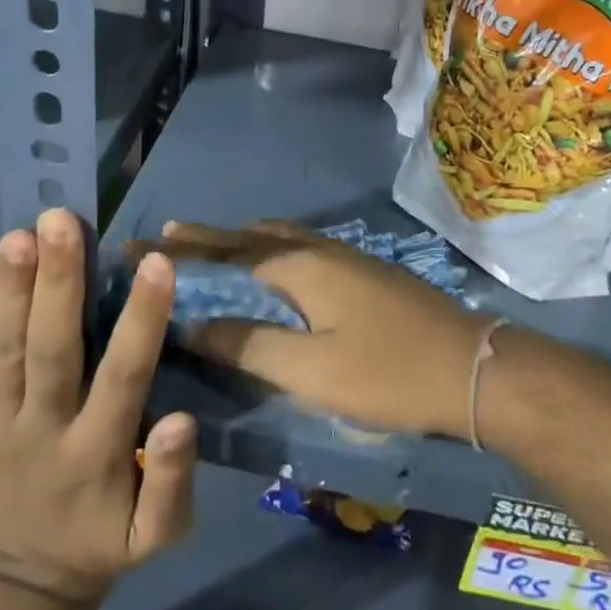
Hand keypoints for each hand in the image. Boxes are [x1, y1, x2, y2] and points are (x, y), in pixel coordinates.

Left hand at [0, 208, 197, 602]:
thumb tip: (180, 420)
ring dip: (14, 289)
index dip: (140, 321)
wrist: (28, 579)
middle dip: (57, 283)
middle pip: (49, 352)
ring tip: (20, 234)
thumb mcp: (159, 536)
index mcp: (94, 457)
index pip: (122, 378)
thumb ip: (172, 482)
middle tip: (60, 221)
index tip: (157, 262)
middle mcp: (41, 433)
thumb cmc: (107, 541)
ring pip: (5, 350)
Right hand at [140, 221, 491, 439]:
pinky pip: (298, 247)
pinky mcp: (361, 272)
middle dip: (203, 238)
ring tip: (207, 243)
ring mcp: (343, 257)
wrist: (473, 367)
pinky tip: (272, 262)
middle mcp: (316, 249)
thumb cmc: (387, 372)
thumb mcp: (310, 370)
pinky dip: (269, 248)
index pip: (223, 252)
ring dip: (238, 240)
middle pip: (247, 237)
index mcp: (297, 266)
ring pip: (276, 238)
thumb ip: (249, 344)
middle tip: (162, 236)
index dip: (178, 251)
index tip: (137, 242)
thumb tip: (191, 324)